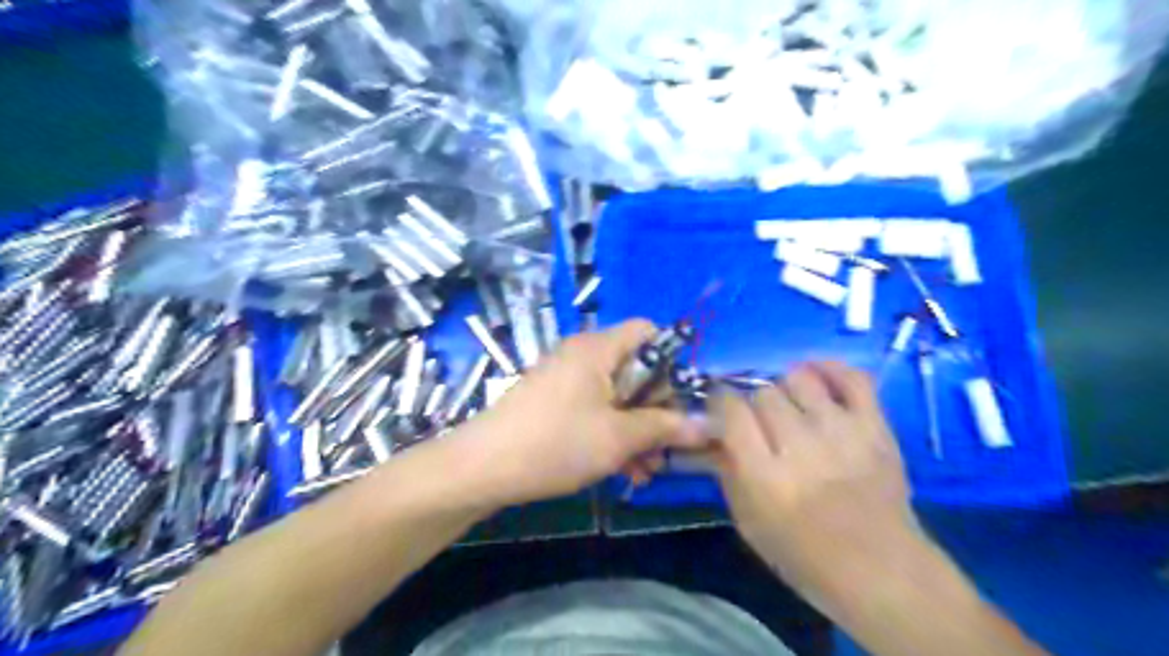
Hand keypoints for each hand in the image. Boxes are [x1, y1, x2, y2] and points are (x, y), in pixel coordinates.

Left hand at [452, 322, 706, 506]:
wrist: (482, 468)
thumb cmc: (555, 443)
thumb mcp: (618, 437)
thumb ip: (665, 427)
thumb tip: (708, 424)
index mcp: (598, 349)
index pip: (648, 331)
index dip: (672, 360)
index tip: (682, 400)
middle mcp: (582, 356)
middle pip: (636, 369)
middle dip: (657, 410)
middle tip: (668, 448)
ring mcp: (566, 381)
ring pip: (617, 397)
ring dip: (637, 431)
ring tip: (648, 471)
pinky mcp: (555, 404)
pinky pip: (595, 411)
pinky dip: (613, 435)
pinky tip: (625, 472)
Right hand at [707, 362, 926, 601]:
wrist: (880, 570)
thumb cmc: (803, 553)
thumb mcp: (748, 521)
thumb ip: (726, 470)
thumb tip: (713, 430)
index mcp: (764, 475)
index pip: (731, 410)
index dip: (721, 402)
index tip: (723, 410)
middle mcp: (800, 445)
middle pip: (764, 393)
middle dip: (755, 404)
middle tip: (762, 423)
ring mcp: (841, 431)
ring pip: (799, 378)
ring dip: (787, 388)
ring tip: (791, 405)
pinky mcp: (874, 426)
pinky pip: (851, 377)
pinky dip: (831, 368)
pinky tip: (818, 376)